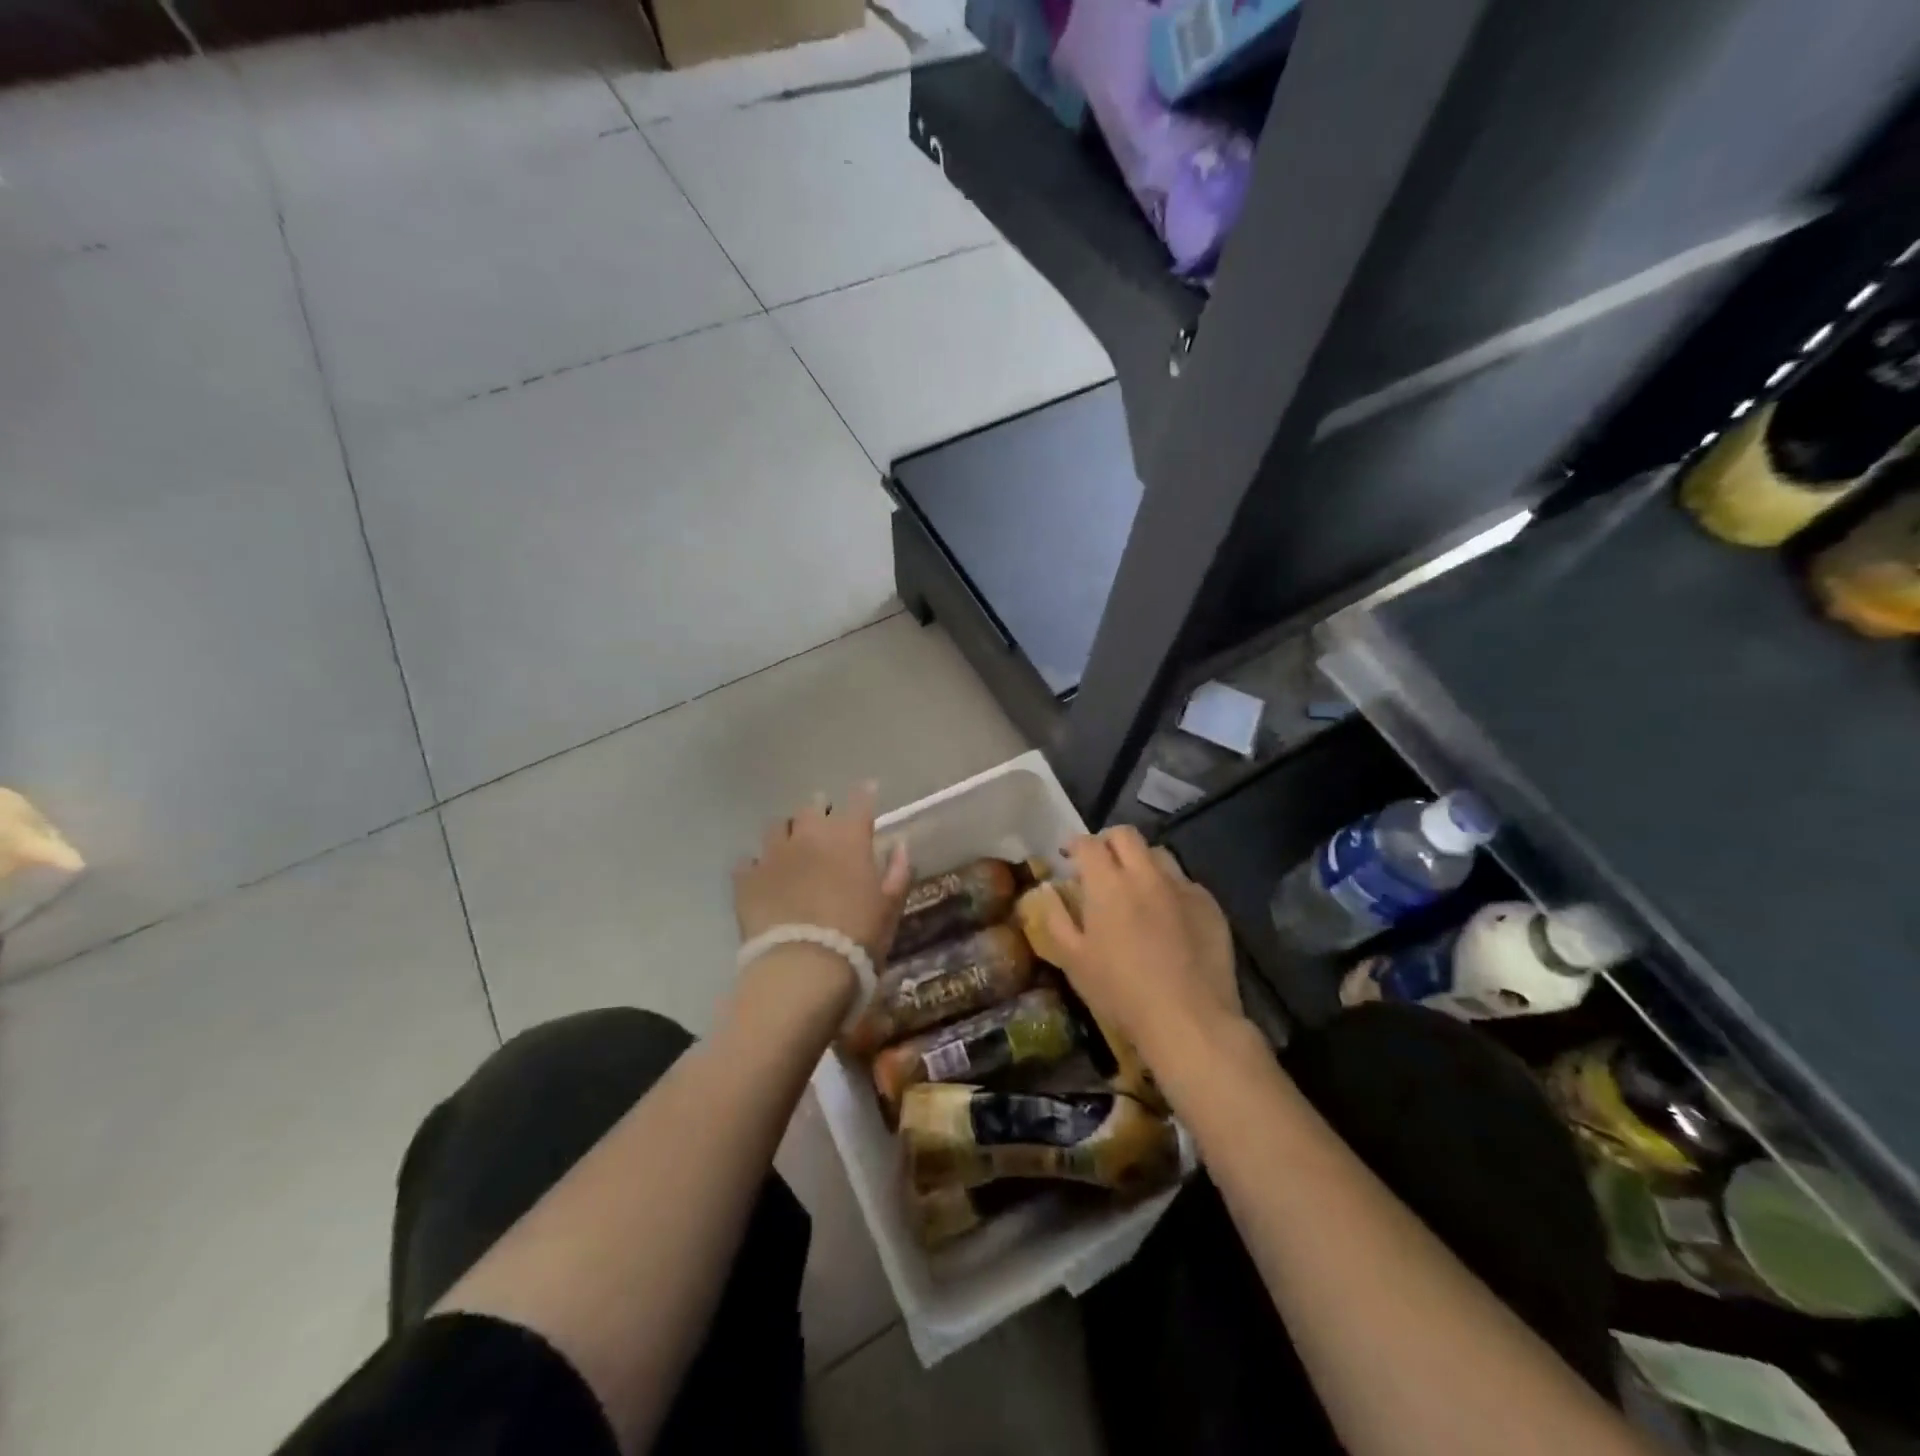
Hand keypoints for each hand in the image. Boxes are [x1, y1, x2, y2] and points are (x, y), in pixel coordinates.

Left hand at [733, 781, 912, 971]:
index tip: (867, 791)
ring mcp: (773, 854)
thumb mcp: (889, 907)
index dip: (864, 794)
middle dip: (820, 811)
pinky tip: (762, 876)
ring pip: (776, 827)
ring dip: (787, 832)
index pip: (859, 801)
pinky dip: (757, 865)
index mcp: (848, 838)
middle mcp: (809, 835)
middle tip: (825, 824)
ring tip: (791, 846)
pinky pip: (748, 861)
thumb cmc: (857, 937)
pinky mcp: (746, 878)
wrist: (802, 969)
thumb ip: (897, 872)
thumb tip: (900, 845)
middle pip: (812, 807)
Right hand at [1029, 826, 1239, 1068]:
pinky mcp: (1210, 905)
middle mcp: (1146, 874)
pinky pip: (1185, 882)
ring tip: (1136, 885)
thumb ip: (1056, 918)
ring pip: (1158, 853)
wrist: (1189, 1020)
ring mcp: (1182, 887)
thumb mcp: (1073, 960)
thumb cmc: (1121, 992)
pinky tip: (1168, 914)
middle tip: (1100, 863)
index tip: (1068, 856)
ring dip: (1141, 860)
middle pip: (1125, 835)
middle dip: (1108, 841)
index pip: (1088, 844)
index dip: (1074, 844)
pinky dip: (1169, 888)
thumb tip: (1046, 890)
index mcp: (1107, 884)